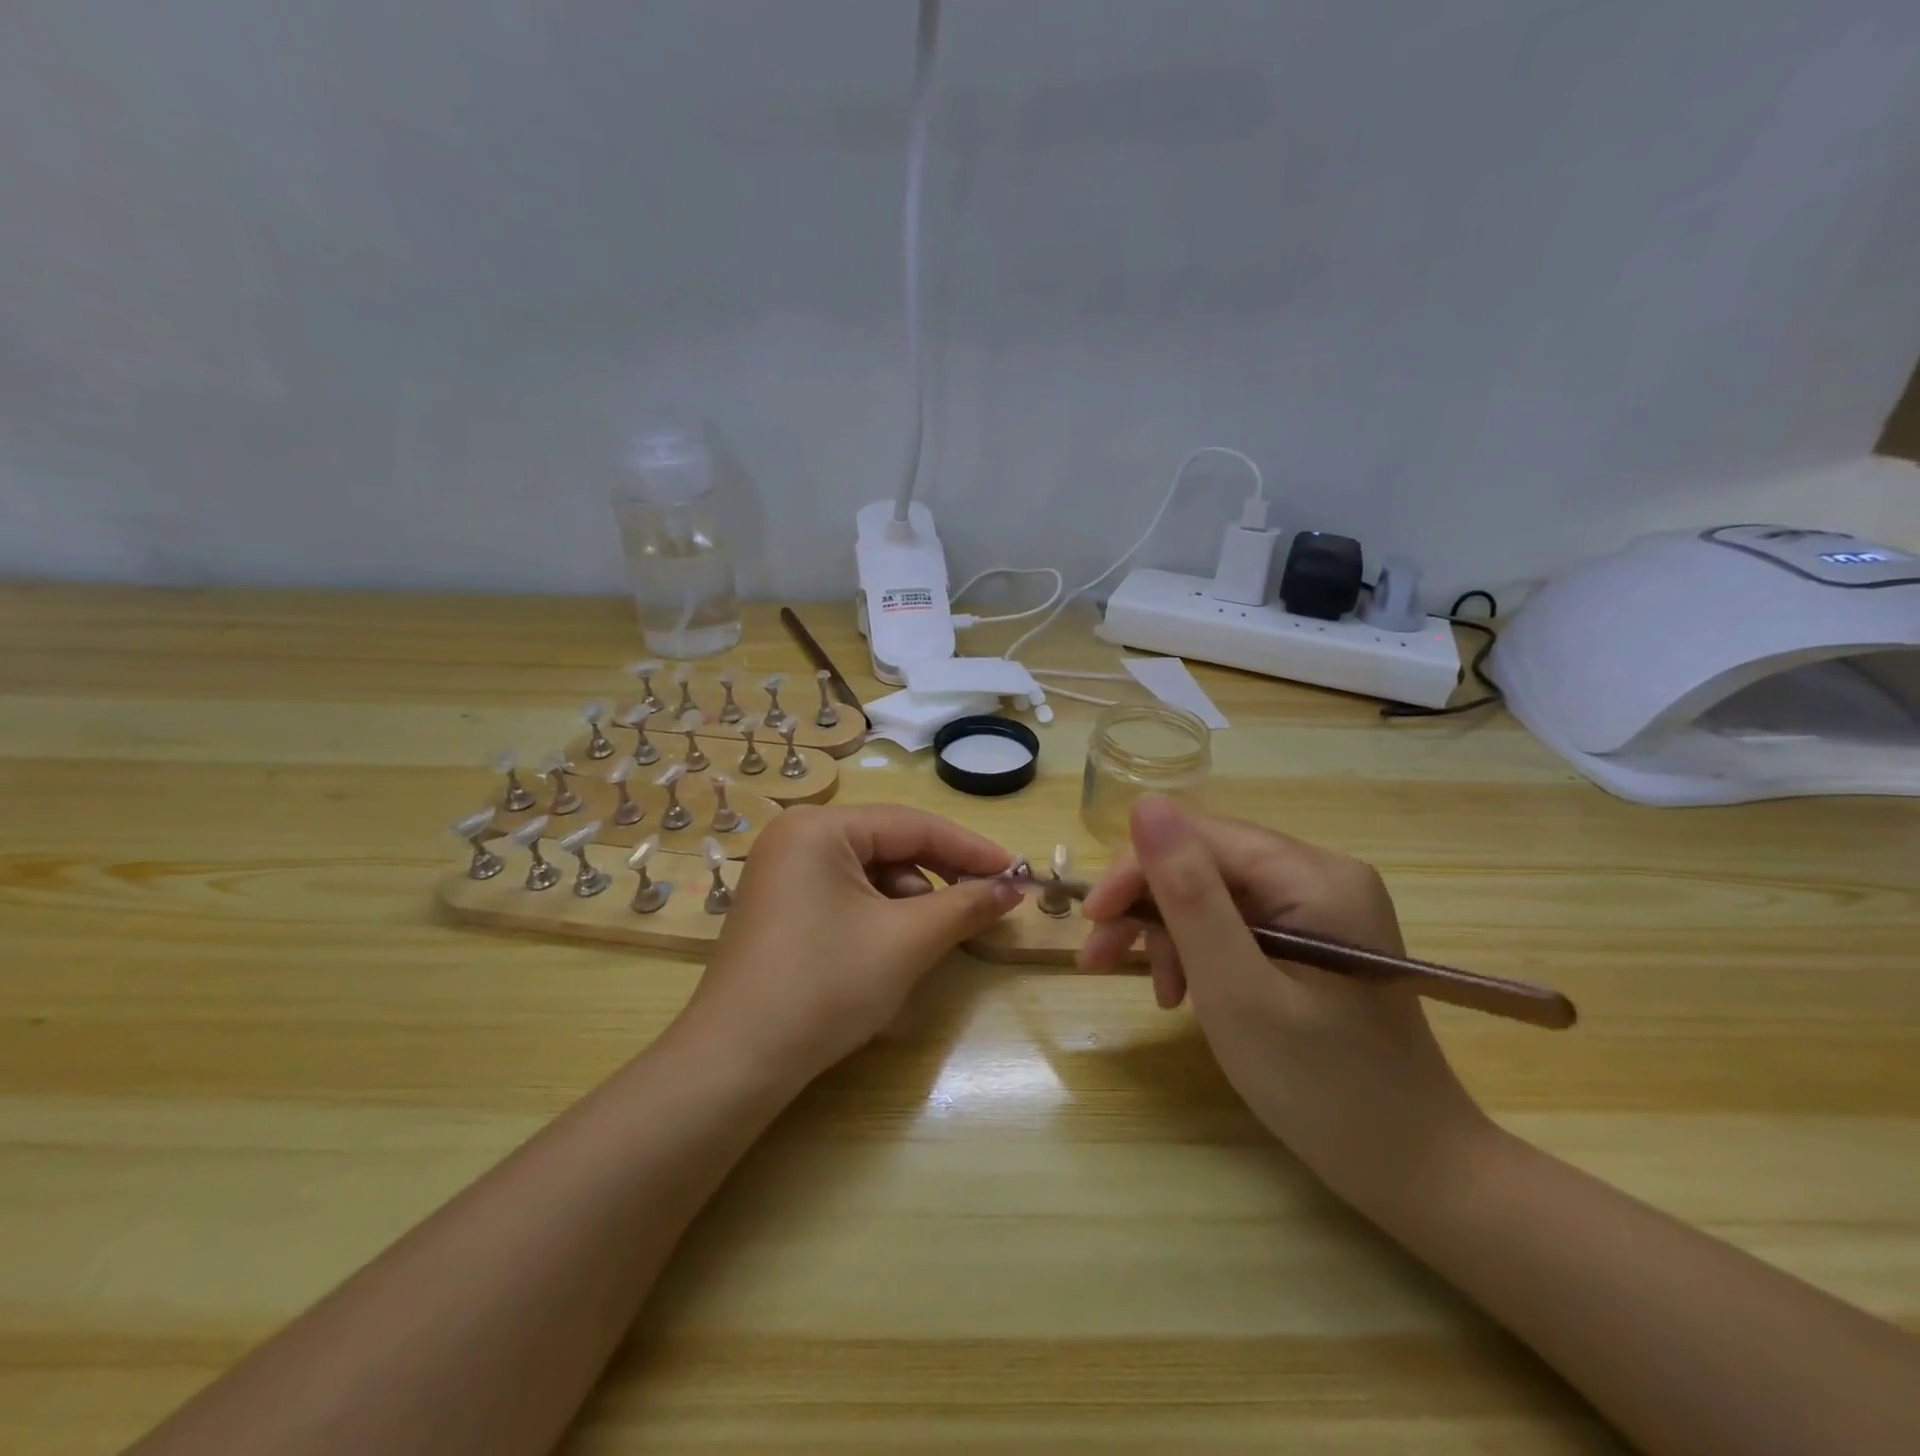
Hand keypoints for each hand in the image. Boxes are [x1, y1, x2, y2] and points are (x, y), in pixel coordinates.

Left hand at [676, 804, 1022, 1083]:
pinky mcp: (779, 905)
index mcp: (820, 827)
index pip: (913, 825)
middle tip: (987, 904)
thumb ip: (965, 906)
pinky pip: (845, 893)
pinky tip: (893, 946)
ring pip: (870, 872)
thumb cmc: (826, 985)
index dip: (971, 848)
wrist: (736, 1062)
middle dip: (940, 877)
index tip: (1017, 872)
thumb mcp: (906, 941)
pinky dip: (879, 914)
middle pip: (890, 845)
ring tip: (931, 938)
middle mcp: (796, 835)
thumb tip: (1014, 888)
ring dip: (911, 900)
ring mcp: (782, 871)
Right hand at [1079, 796, 1488, 1214]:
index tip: (1092, 922)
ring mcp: (1320, 905)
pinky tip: (1186, 992)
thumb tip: (1144, 803)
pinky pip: (1236, 922)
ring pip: (1213, 892)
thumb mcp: (1235, 988)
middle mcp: (1319, 873)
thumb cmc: (1321, 1086)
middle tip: (1102, 960)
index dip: (1136, 870)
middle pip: (1203, 862)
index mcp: (1312, 875)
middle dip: (1148, 907)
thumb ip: (1188, 893)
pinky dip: (1200, 951)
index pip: (1197, 836)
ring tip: (1157, 993)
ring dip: (1169, 933)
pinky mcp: (1313, 936)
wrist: (1413, 1169)